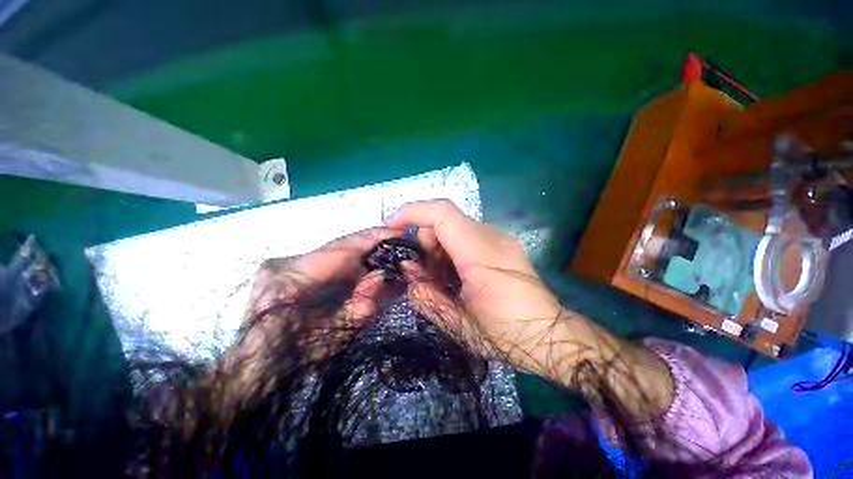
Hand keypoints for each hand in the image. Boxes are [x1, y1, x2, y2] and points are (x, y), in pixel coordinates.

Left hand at [232, 228, 397, 392]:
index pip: (342, 247)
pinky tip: (369, 273)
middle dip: (374, 249)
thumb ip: (360, 306)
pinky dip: (352, 268)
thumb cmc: (289, 361)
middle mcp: (286, 262)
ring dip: (365, 259)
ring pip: (337, 254)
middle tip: (400, 251)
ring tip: (390, 262)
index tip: (401, 234)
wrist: (251, 375)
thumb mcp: (332, 336)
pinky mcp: (289, 272)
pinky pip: (329, 264)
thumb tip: (384, 276)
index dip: (375, 238)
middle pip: (341, 248)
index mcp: (291, 276)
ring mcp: (285, 265)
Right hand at [386, 200, 673, 419]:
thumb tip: (409, 275)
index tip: (391, 224)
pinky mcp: (502, 245)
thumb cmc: (507, 334)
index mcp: (480, 253)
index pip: (442, 213)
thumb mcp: (459, 324)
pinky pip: (466, 237)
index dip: (412, 212)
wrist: (551, 336)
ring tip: (440, 280)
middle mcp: (491, 236)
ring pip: (454, 228)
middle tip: (422, 274)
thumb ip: (427, 297)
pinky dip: (451, 251)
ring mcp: (499, 238)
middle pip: (445, 220)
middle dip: (424, 242)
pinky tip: (455, 276)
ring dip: (438, 249)